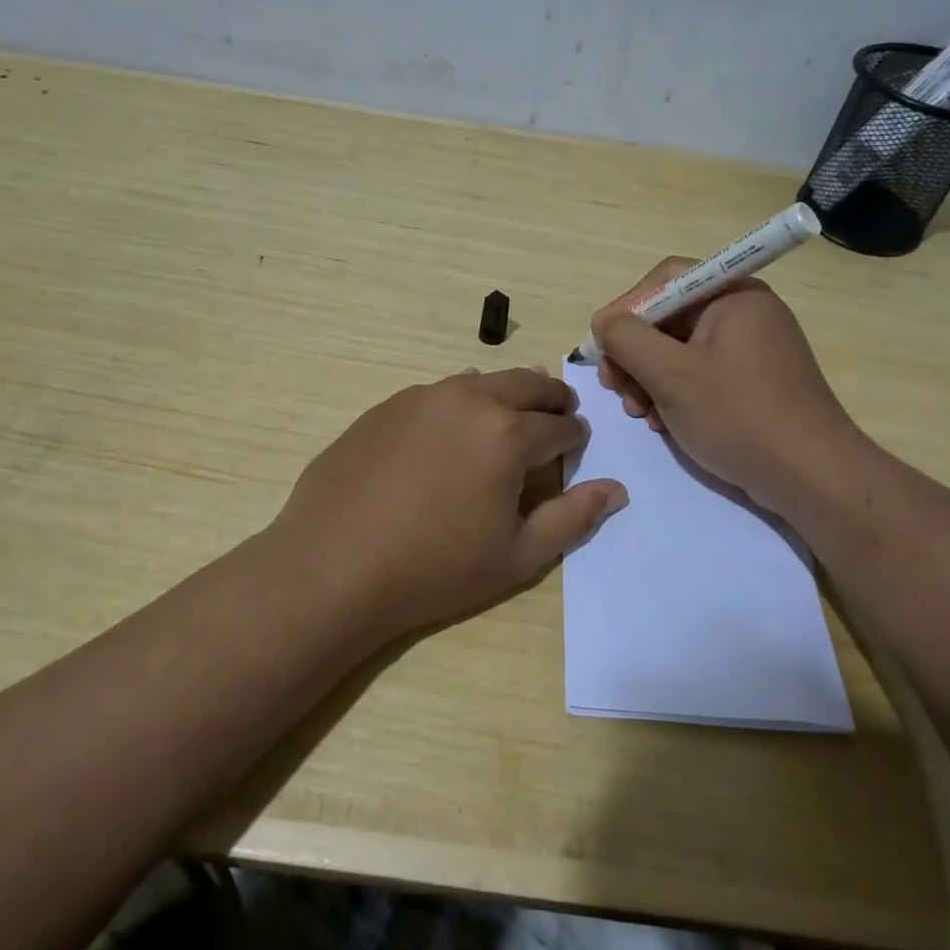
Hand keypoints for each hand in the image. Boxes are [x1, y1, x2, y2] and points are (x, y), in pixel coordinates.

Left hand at [269, 367, 627, 642]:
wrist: (333, 566)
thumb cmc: (435, 569)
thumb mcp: (517, 556)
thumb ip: (572, 518)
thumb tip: (616, 489)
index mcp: (508, 434)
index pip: (560, 425)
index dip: (575, 436)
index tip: (577, 445)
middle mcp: (469, 400)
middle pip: (526, 383)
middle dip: (550, 398)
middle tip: (557, 414)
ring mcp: (422, 398)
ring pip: (480, 380)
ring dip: (505, 393)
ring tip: (507, 416)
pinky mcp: (386, 406)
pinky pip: (437, 393)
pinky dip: (459, 402)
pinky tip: (448, 430)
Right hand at [590, 259, 870, 515]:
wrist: (811, 476)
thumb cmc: (738, 415)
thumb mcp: (671, 375)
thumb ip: (627, 339)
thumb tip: (603, 322)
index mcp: (733, 295)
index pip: (665, 280)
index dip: (626, 309)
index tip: (601, 348)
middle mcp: (744, 313)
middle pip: (670, 317)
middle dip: (635, 352)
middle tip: (614, 387)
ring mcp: (751, 349)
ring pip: (680, 350)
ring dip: (649, 378)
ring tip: (639, 412)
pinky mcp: (753, 382)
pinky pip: (700, 374)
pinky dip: (675, 393)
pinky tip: (663, 423)